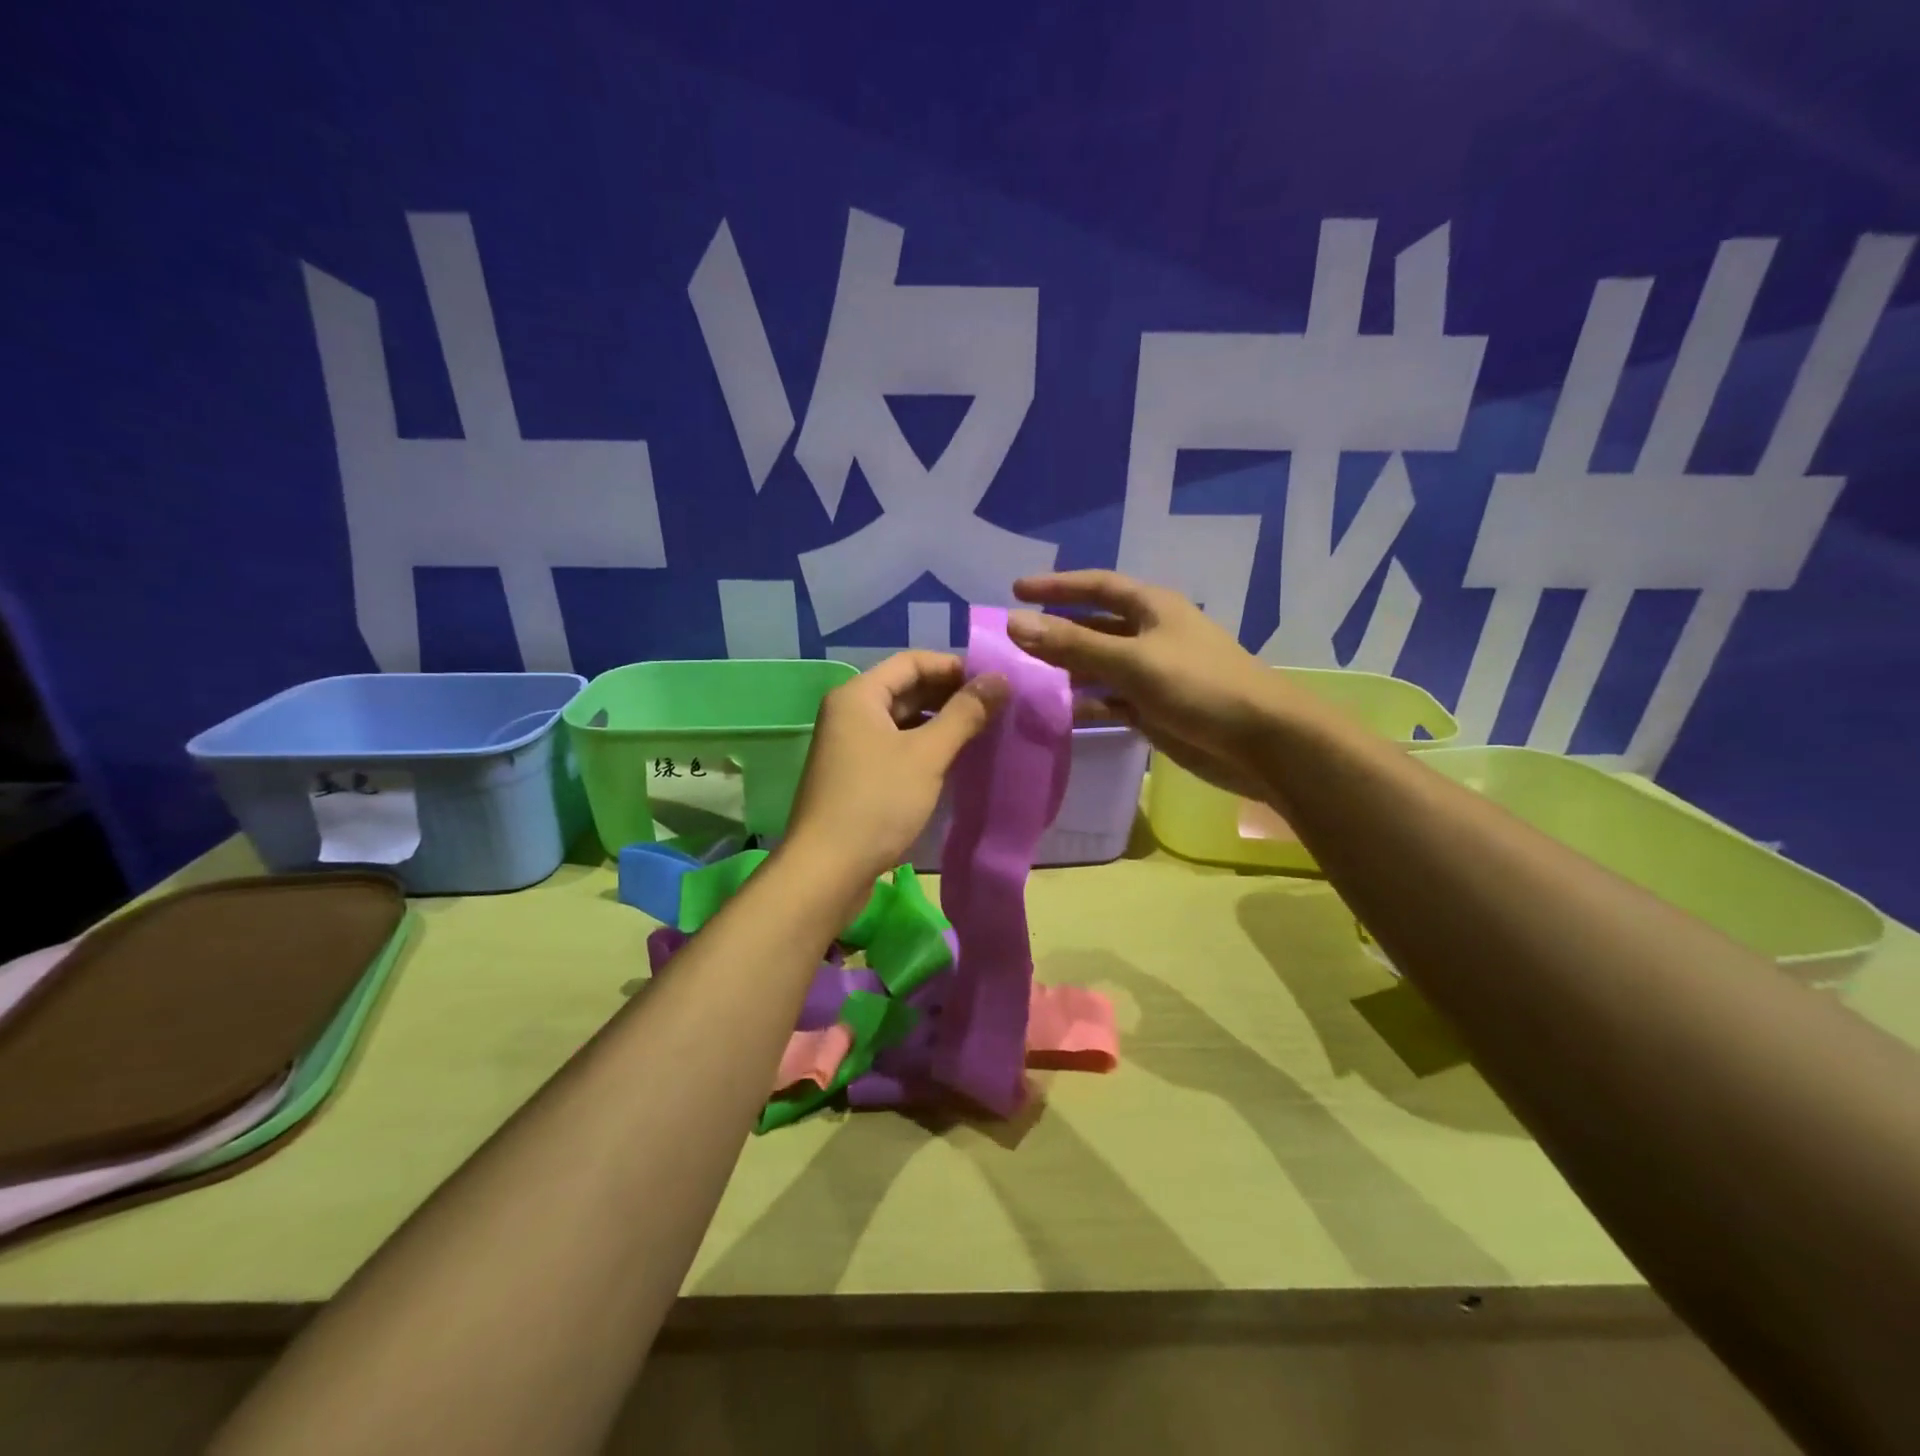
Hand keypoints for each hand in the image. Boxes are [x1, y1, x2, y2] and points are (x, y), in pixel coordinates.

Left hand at [784, 651, 1007, 886]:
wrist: (826, 870)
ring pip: (902, 721)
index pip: (912, 662)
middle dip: (949, 695)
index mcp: (858, 696)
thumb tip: (1000, 679)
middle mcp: (849, 713)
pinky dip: (924, 747)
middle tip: (995, 708)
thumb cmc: (877, 802)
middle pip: (906, 689)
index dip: (954, 667)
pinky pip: (895, 747)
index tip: (993, 682)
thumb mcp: (927, 755)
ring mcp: (850, 746)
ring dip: (939, 723)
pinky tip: (953, 760)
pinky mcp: (855, 776)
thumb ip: (964, 714)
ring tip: (982, 732)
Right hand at [1009, 571, 1286, 797]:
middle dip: (1056, 633)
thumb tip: (1014, 623)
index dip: (1056, 586)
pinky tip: (1060, 713)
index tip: (1015, 590)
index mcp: (1152, 608)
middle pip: (1094, 627)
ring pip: (1100, 666)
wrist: (1262, 742)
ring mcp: (1154, 674)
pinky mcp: (1156, 709)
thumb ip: (1073, 645)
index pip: (1097, 586)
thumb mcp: (1132, 661)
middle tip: (1011, 644)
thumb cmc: (1200, 687)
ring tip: (1025, 680)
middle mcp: (1151, 635)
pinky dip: (1087, 704)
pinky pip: (1112, 700)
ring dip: (1067, 671)